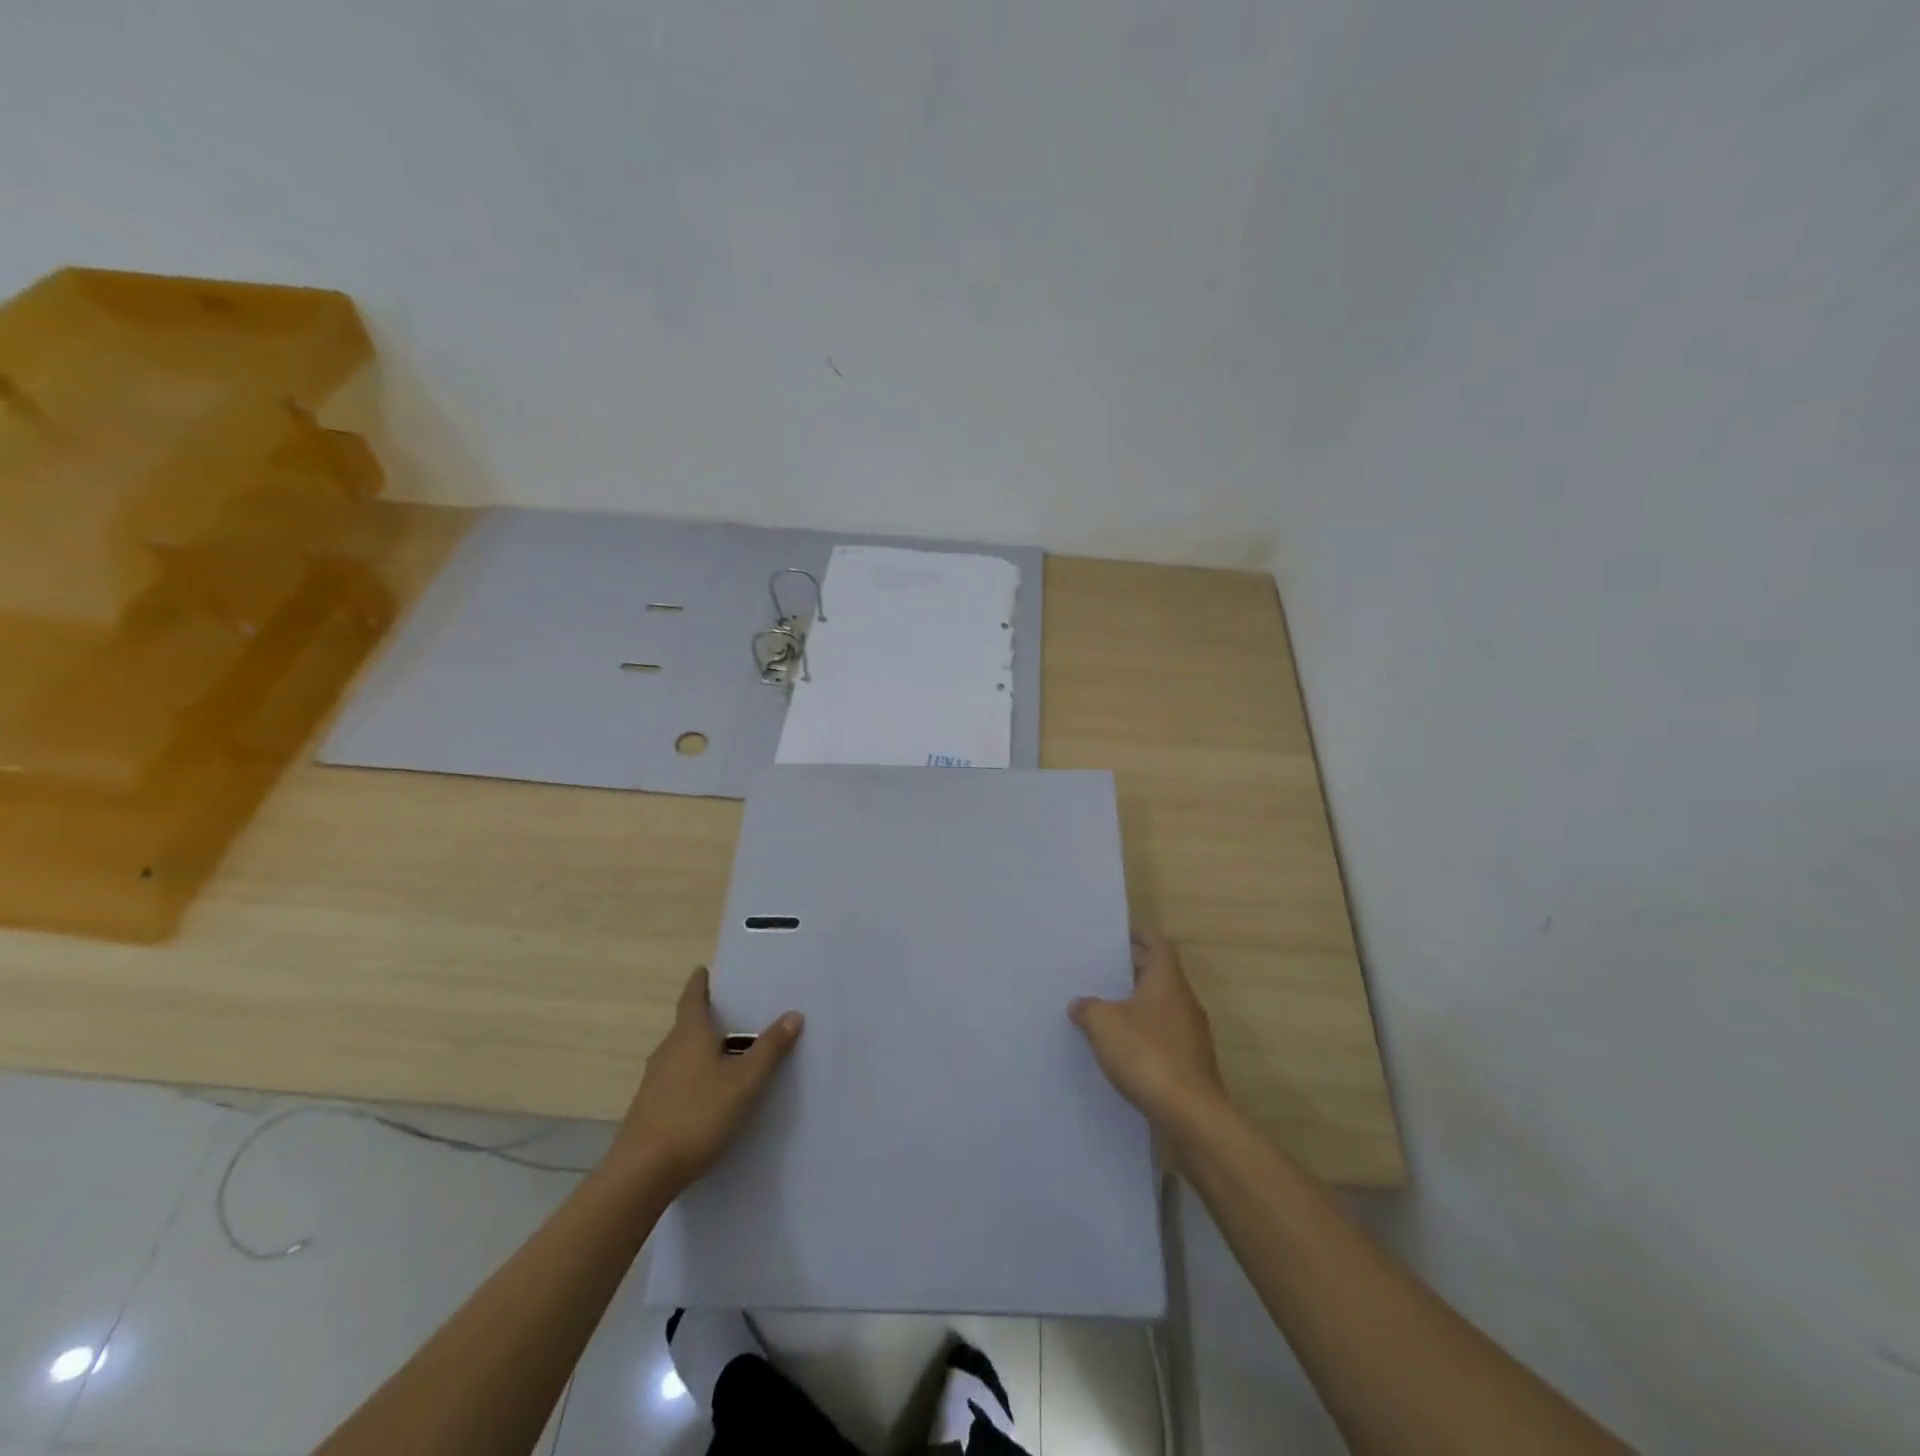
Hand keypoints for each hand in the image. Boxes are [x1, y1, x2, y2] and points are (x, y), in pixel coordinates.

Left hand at [606, 967, 802, 1191]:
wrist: (642, 1173)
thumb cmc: (698, 1114)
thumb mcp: (745, 1081)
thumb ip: (770, 1048)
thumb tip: (793, 1014)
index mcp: (689, 1033)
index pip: (693, 996)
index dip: (701, 982)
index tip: (706, 969)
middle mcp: (668, 1049)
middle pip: (689, 1023)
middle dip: (711, 1016)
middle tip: (738, 1010)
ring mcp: (656, 1080)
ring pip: (684, 1052)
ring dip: (705, 1047)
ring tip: (733, 1050)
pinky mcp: (652, 1107)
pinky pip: (679, 1077)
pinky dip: (697, 1073)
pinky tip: (714, 1090)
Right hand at [1070, 928, 1229, 1134]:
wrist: (1191, 1114)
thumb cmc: (1148, 1054)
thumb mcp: (1104, 1024)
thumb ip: (1088, 1008)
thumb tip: (1079, 1004)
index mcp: (1167, 981)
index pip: (1157, 944)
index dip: (1140, 934)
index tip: (1121, 930)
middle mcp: (1184, 1001)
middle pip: (1159, 974)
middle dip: (1133, 969)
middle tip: (1103, 967)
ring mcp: (1191, 1034)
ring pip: (1161, 1006)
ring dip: (1137, 1004)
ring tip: (1106, 1007)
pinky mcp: (1190, 1063)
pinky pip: (1163, 1035)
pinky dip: (1144, 1032)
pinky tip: (1122, 1046)